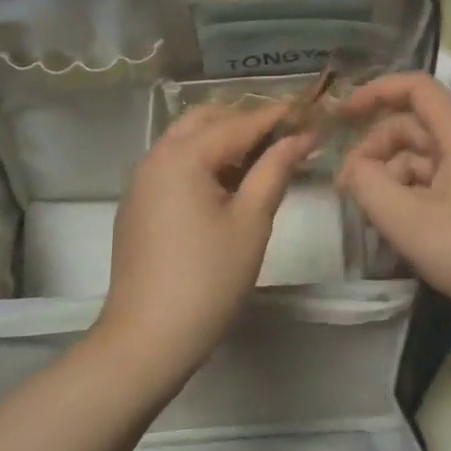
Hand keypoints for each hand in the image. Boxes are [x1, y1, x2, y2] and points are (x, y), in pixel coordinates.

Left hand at [98, 103, 314, 382]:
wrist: (147, 339)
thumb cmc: (208, 279)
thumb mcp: (251, 221)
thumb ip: (275, 170)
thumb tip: (301, 136)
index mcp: (183, 155)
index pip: (239, 123)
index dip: (278, 116)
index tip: (311, 111)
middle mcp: (156, 157)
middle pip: (206, 120)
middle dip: (247, 120)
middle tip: (286, 134)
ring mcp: (142, 181)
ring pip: (187, 140)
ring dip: (224, 139)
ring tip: (264, 156)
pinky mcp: (138, 204)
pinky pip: (175, 164)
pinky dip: (204, 160)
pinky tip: (230, 183)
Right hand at [335, 72, 450, 328]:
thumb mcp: (408, 222)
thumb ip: (368, 186)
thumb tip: (353, 169)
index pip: (418, 88)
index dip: (377, 91)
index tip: (342, 114)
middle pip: (415, 127)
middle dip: (376, 148)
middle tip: (348, 188)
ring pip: (423, 158)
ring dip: (391, 176)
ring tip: (371, 214)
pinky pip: (437, 182)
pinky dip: (410, 195)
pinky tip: (398, 226)